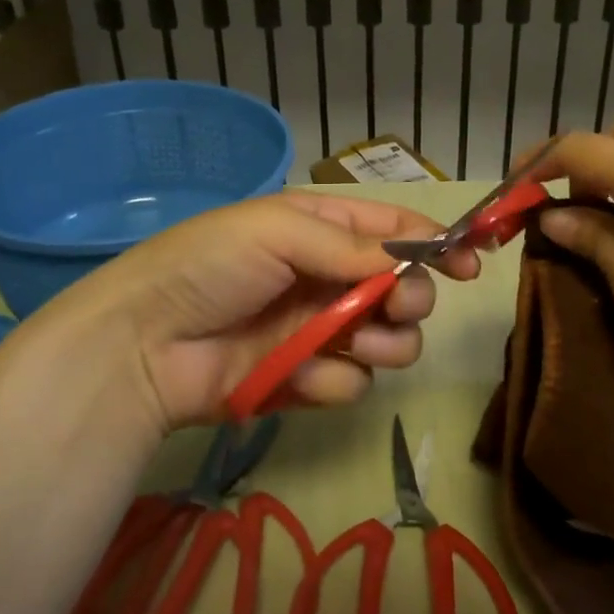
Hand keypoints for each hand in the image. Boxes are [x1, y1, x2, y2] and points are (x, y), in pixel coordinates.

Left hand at [28, 191, 479, 436]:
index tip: (470, 264)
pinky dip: (333, 379)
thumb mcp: (280, 231)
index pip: (395, 232)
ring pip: (389, 342)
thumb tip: (410, 259)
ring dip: (385, 344)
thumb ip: (351, 247)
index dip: (436, 245)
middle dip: (410, 300)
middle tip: (395, 308)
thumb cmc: (210, 265)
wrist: (143, 344)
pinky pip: (351, 383)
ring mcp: (320, 332)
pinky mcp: (306, 381)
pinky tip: (302, 375)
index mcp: (323, 231)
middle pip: (404, 291)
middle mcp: (329, 279)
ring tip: (359, 343)